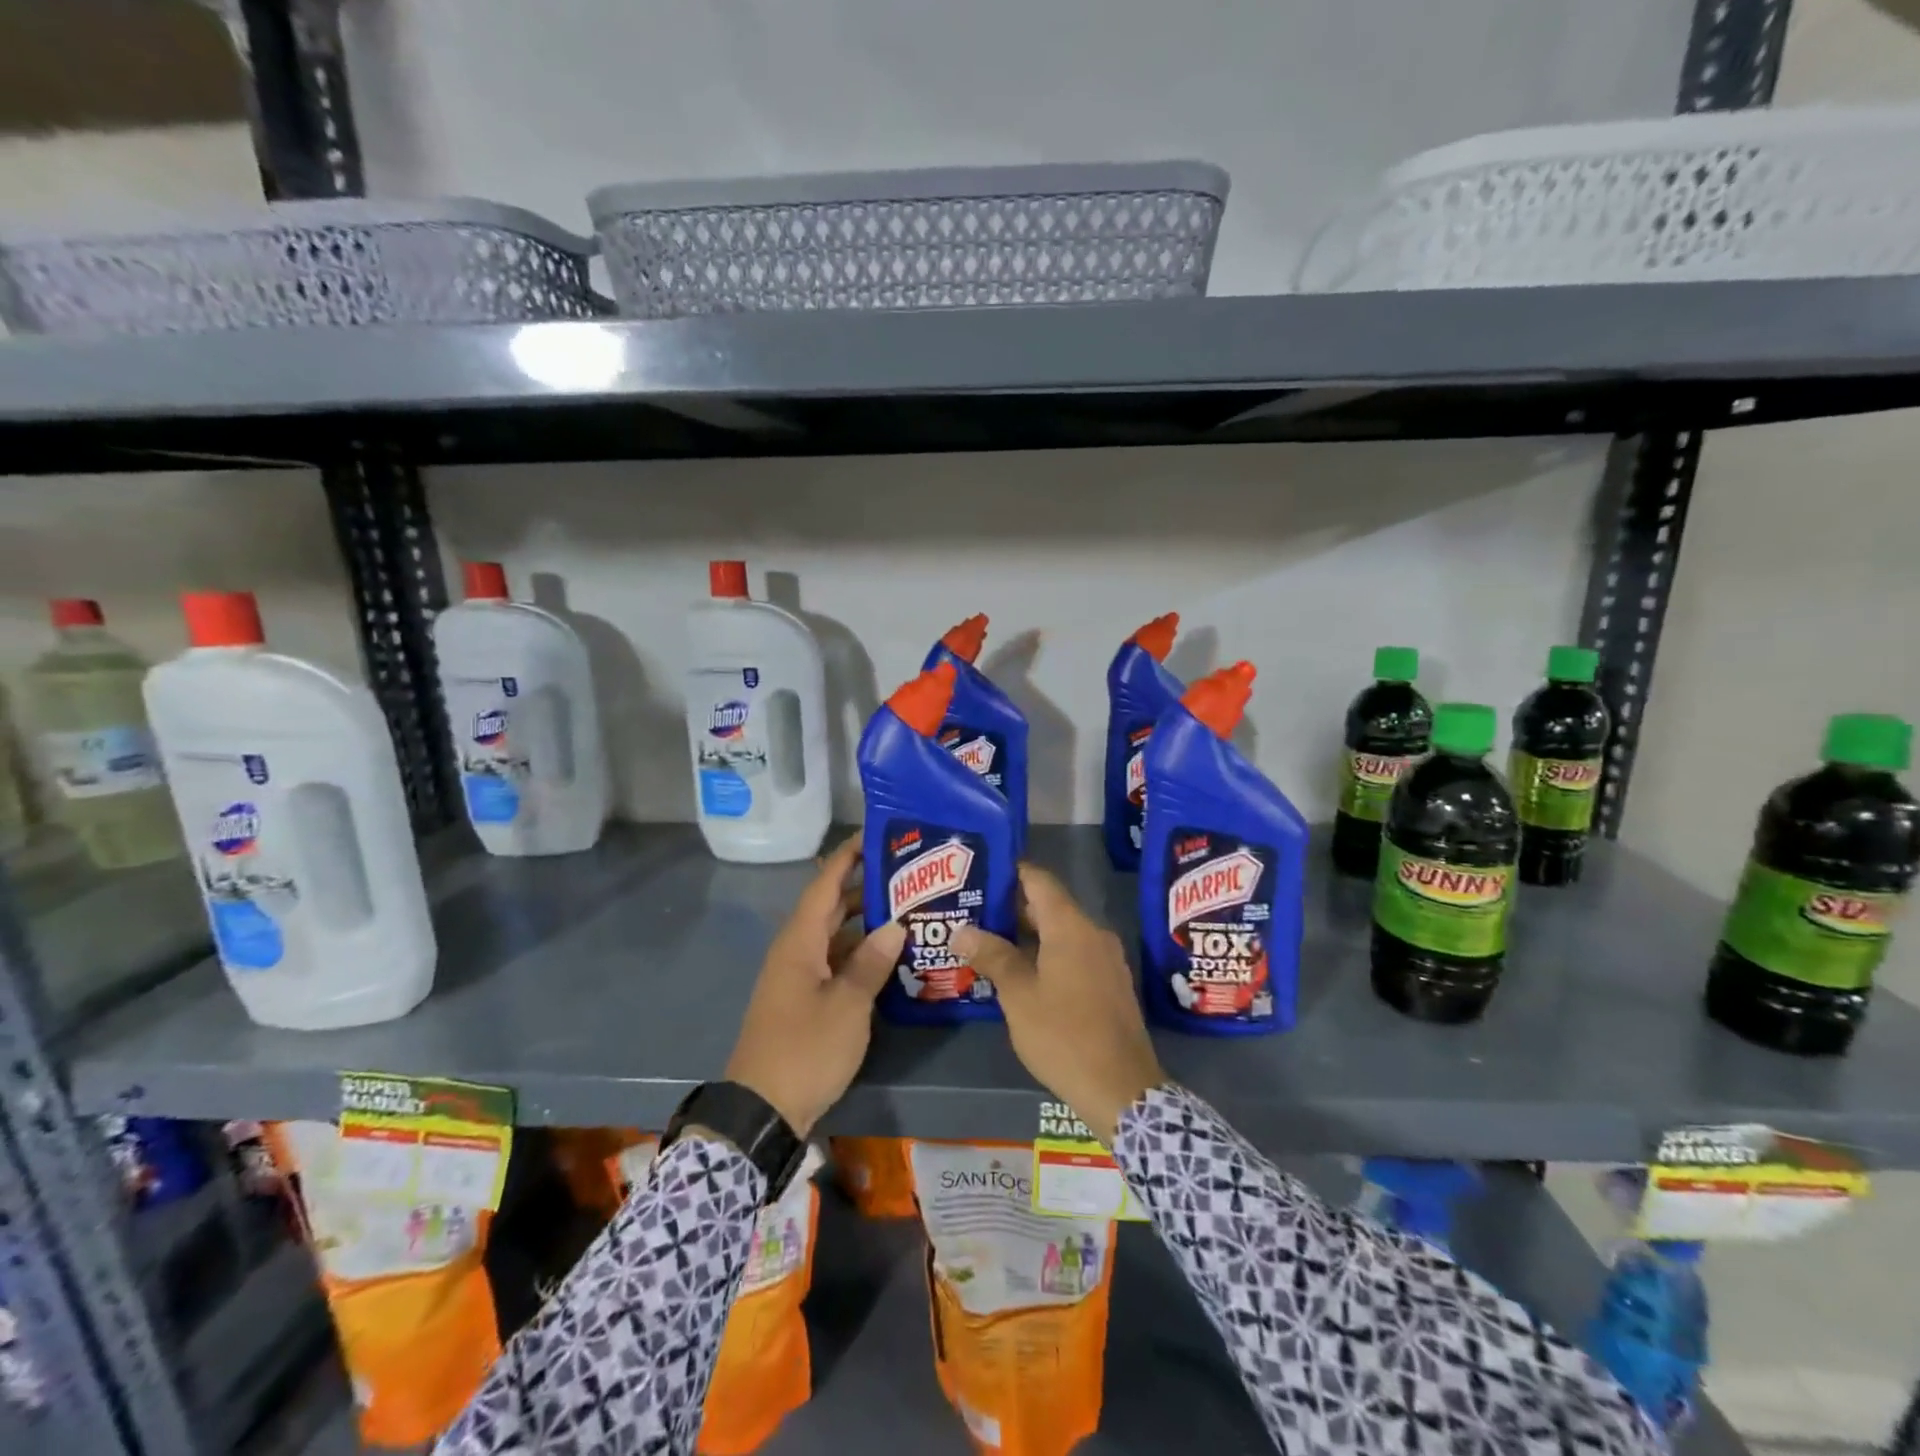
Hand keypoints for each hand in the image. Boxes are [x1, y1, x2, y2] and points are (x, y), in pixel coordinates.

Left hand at [725, 837, 904, 1137]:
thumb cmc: (805, 1049)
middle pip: (831, 905)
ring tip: (907, 908)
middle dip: (865, 885)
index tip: (878, 833)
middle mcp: (797, 949)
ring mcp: (799, 975)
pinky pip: (835, 960)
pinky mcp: (805, 998)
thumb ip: (872, 962)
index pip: (826, 883)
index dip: (849, 856)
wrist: (762, 1110)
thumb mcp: (847, 1006)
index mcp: (800, 941)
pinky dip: (860, 952)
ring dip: (866, 921)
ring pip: (835, 935)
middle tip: (907, 872)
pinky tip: (889, 955)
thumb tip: (896, 925)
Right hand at [957, 864, 1164, 1144]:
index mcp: (1071, 927)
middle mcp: (1093, 933)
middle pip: (1049, 905)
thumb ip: (992, 956)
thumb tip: (962, 930)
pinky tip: (1019, 970)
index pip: (1039, 880)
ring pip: (1061, 931)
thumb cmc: (1064, 1035)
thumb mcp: (1019, 996)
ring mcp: (1105, 959)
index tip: (979, 873)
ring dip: (1027, 933)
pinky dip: (1046, 953)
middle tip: (972, 909)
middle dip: (1011, 906)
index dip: (1009, 872)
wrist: (1122, 1089)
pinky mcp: (1110, 983)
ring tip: (987, 940)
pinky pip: (1073, 953)